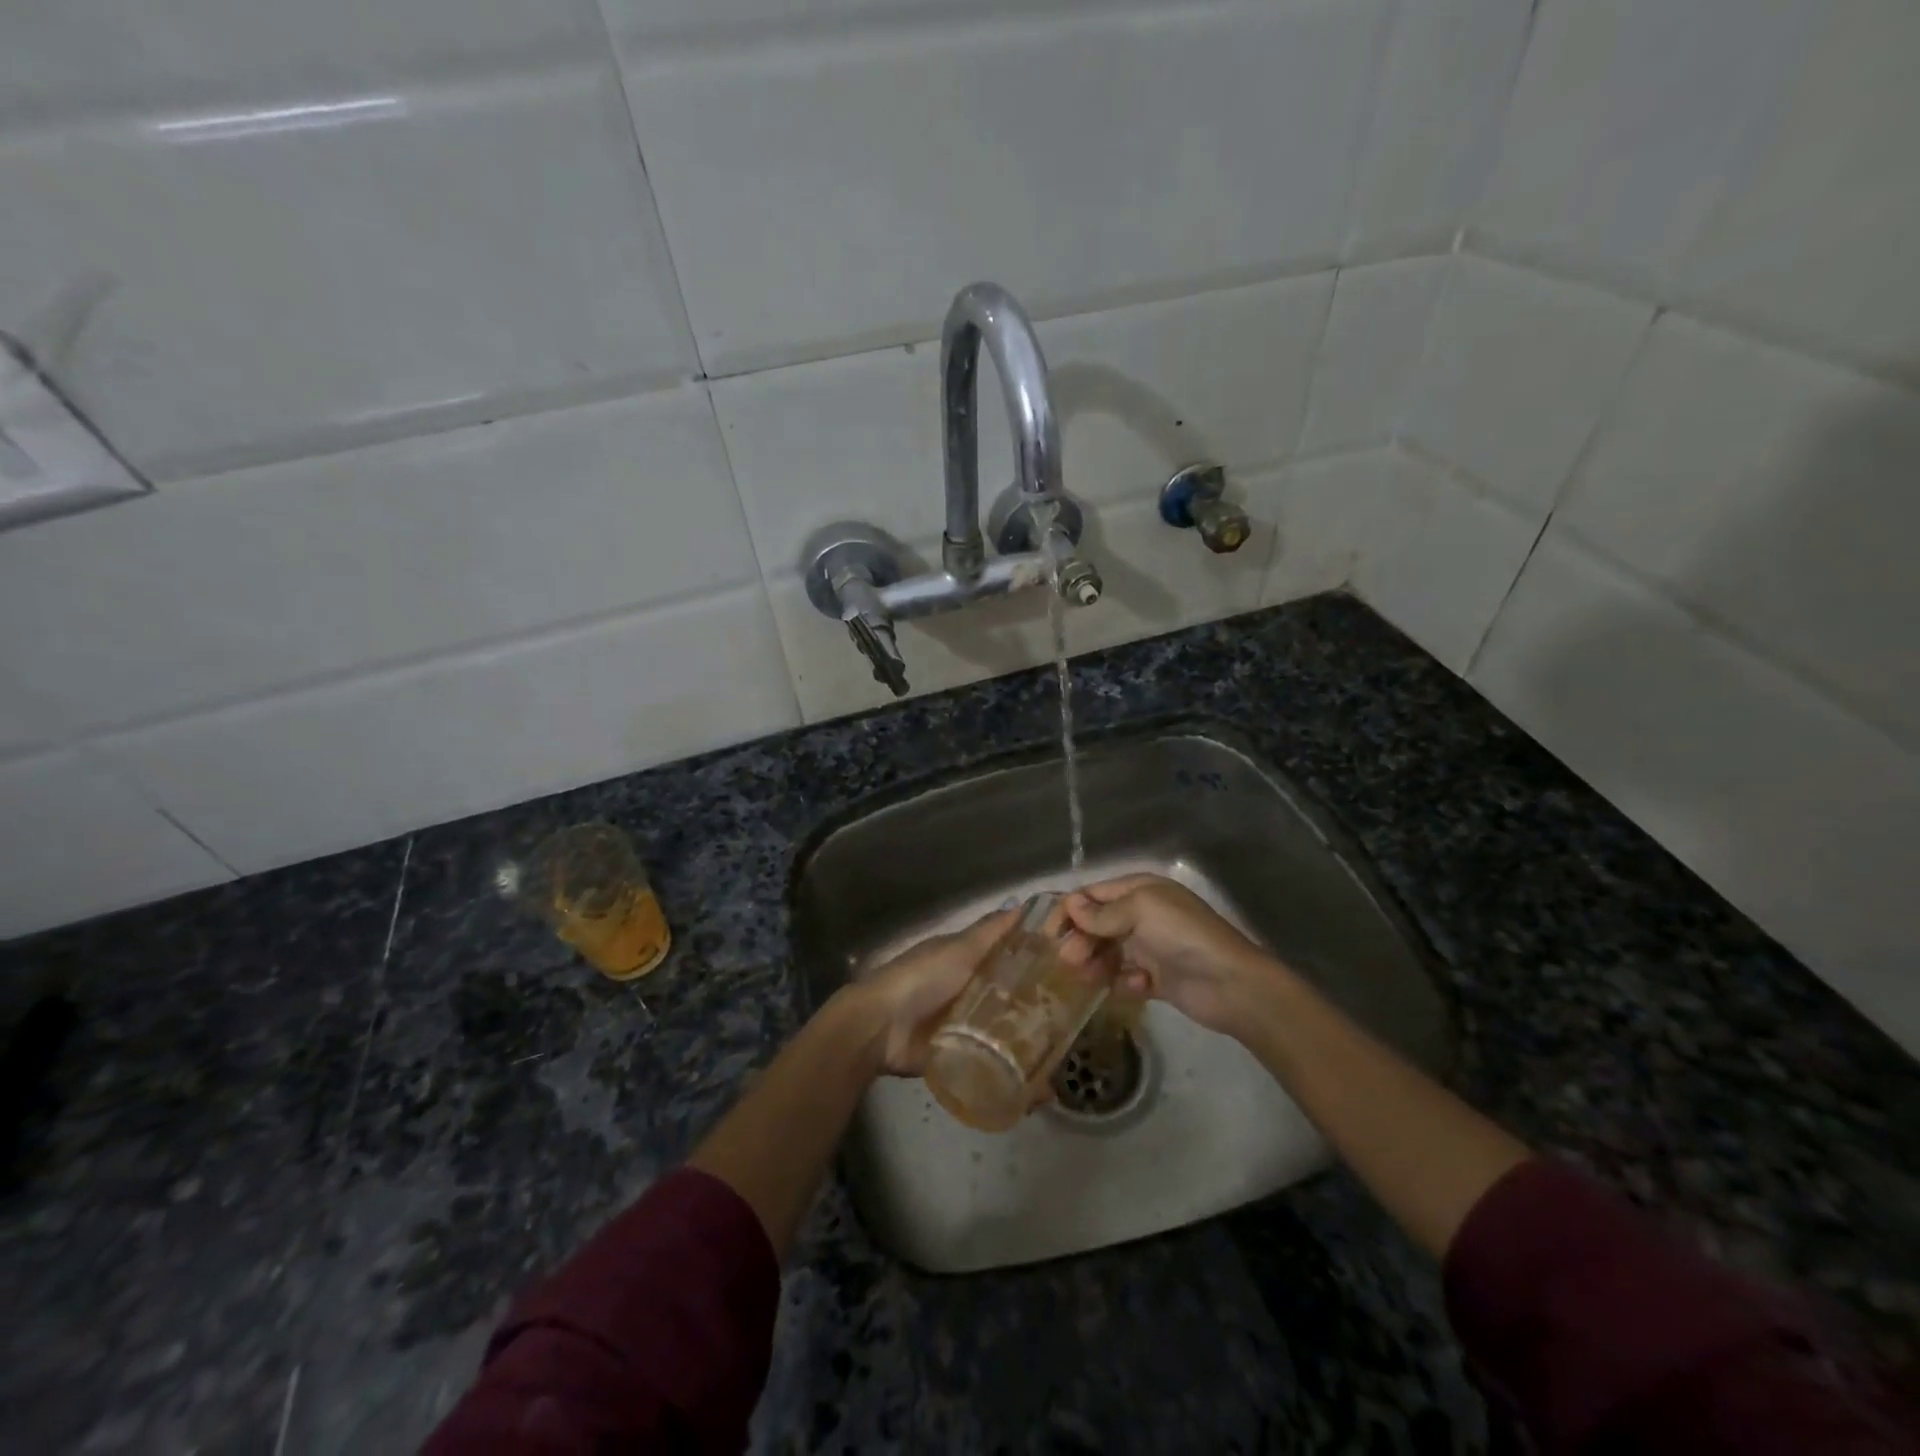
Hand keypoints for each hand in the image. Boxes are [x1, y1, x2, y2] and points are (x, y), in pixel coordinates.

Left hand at [849, 904, 1111, 1077]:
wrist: (880, 1028)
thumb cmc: (921, 978)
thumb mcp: (959, 949)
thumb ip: (990, 932)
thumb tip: (1022, 905)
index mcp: (971, 962)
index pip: (1012, 958)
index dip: (1040, 960)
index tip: (1079, 966)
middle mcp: (972, 992)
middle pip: (1014, 997)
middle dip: (1042, 1007)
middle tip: (1082, 1020)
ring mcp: (968, 1027)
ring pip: (1007, 1032)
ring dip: (1033, 1045)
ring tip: (1069, 1057)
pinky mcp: (962, 1058)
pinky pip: (993, 1065)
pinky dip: (1014, 1077)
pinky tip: (1043, 1089)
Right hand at [1063, 874, 1274, 1035]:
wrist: (1230, 983)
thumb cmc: (1183, 935)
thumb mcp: (1141, 911)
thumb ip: (1102, 912)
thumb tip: (1070, 905)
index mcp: (1140, 891)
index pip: (1092, 895)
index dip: (1068, 911)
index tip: (1049, 934)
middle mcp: (1142, 915)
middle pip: (1096, 925)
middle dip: (1080, 941)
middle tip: (1069, 961)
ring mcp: (1150, 947)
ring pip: (1107, 953)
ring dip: (1096, 964)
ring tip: (1092, 978)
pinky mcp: (1157, 978)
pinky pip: (1126, 978)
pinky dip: (1125, 982)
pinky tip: (1137, 987)